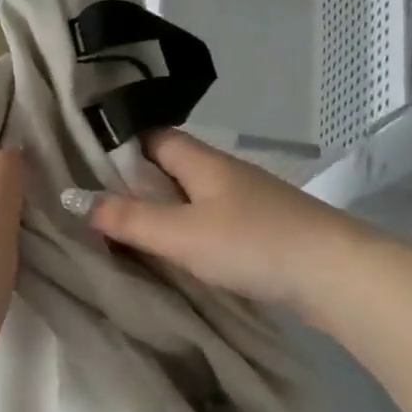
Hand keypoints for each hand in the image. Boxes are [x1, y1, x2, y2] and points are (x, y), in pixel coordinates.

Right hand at [75, 129, 354, 308]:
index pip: (153, 137)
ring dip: (163, 209)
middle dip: (136, 182)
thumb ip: (129, 219)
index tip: (84, 164)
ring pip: (192, 196)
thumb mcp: (181, 233)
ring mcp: (247, 201)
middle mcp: (224, 173)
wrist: (335, 274)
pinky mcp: (262, 229)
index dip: (120, 145)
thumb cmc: (252, 243)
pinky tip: (176, 252)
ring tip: (127, 230)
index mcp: (202, 161)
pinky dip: (188, 230)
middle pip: (171, 167)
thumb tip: (76, 200)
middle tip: (96, 204)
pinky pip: (212, 220)